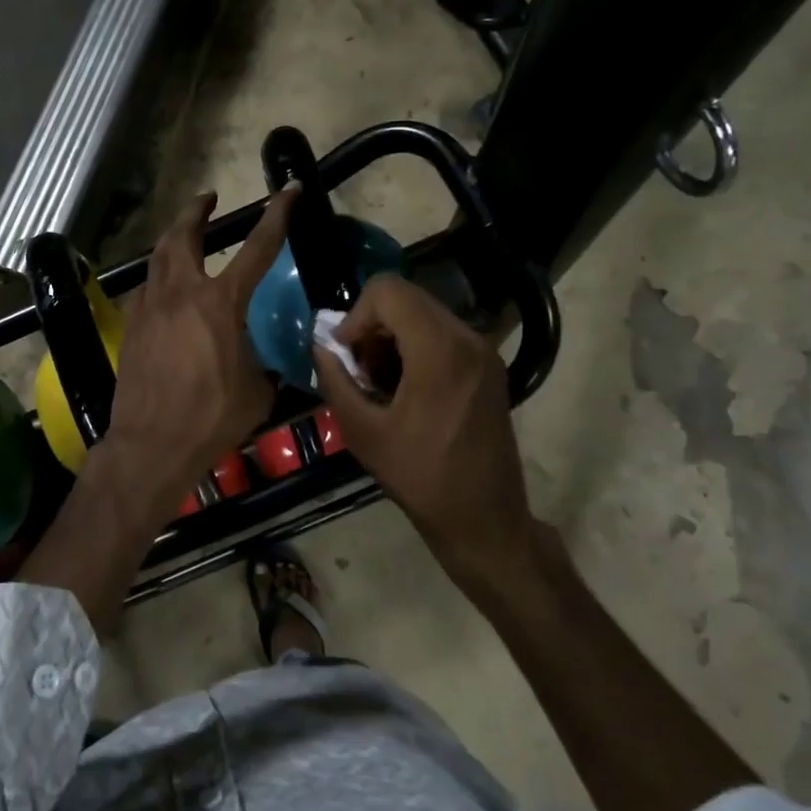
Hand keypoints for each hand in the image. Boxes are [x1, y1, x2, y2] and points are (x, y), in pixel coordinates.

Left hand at [105, 186, 297, 503]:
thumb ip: (259, 362)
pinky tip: (165, 290)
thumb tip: (258, 359)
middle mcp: (181, 294)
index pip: (257, 248)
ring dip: (173, 239)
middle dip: (196, 211)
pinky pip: (146, 290)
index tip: (288, 190)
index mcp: (221, 304)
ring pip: (158, 258)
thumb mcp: (256, 389)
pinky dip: (159, 279)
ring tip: (184, 236)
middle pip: (184, 235)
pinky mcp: (131, 328)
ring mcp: (150, 308)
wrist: (152, 443)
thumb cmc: (212, 418)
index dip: (277, 215)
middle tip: (207, 199)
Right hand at [313, 275, 535, 590]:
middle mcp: (468, 338)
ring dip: (392, 338)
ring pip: (424, 314)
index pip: (388, 291)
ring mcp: (484, 351)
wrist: (484, 518)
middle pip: (406, 299)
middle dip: (372, 327)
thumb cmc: (420, 478)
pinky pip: (443, 334)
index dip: (355, 316)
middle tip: (359, 372)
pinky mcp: (489, 366)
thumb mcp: (363, 432)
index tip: (347, 356)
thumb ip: (336, 380)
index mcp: (440, 351)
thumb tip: (321, 347)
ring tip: (380, 384)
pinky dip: (415, 347)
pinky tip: (405, 390)